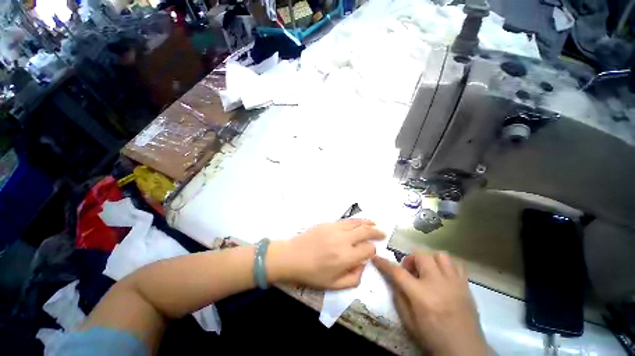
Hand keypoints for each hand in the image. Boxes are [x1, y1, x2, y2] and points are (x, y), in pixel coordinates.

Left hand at [268, 220, 384, 288]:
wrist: (292, 256)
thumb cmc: (312, 274)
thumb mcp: (333, 285)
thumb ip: (353, 279)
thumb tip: (363, 266)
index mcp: (345, 257)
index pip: (368, 250)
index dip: (372, 251)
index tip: (370, 253)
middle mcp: (343, 240)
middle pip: (365, 232)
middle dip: (376, 233)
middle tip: (382, 233)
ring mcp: (335, 229)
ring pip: (356, 223)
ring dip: (368, 223)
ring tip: (375, 224)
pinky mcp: (328, 223)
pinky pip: (346, 221)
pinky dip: (355, 221)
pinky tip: (359, 222)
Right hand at [373, 252, 487, 355]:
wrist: (465, 351)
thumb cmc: (432, 337)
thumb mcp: (408, 321)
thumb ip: (398, 296)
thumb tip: (393, 279)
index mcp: (421, 294)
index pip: (397, 272)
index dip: (384, 263)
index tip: (376, 258)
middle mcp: (437, 283)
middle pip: (420, 254)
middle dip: (410, 259)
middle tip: (411, 272)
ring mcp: (454, 282)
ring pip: (440, 255)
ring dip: (429, 260)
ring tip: (427, 272)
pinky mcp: (465, 285)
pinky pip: (456, 264)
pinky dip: (446, 266)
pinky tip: (442, 276)